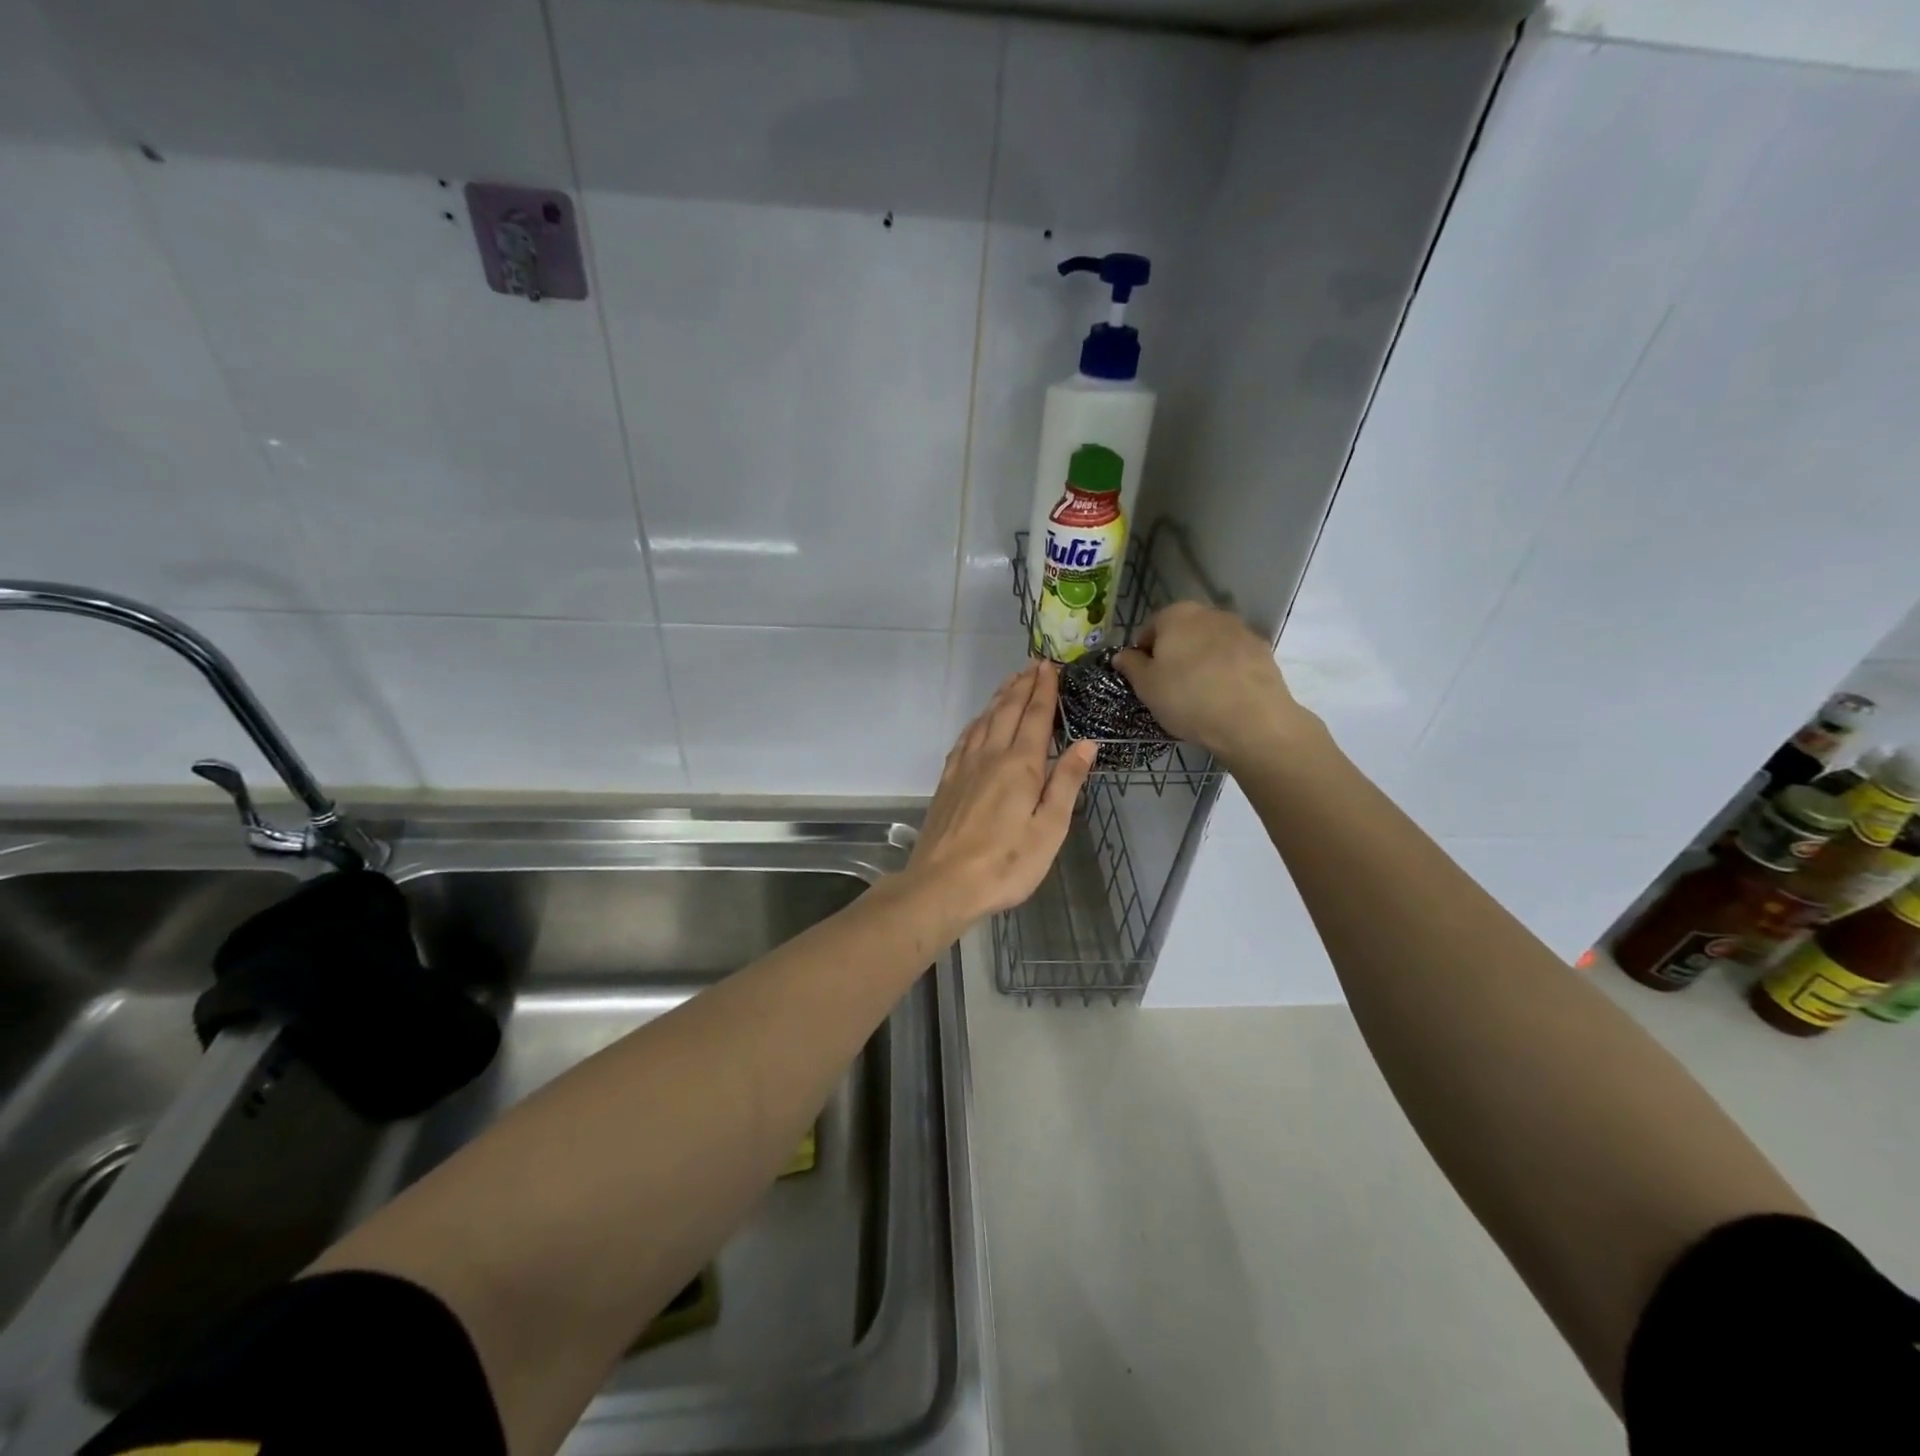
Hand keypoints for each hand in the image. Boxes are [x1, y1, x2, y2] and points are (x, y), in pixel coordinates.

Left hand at [907, 661, 1097, 922]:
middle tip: (1033, 664)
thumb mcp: (1049, 828)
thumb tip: (1086, 743)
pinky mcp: (948, 781)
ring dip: (1000, 698)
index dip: (1044, 690)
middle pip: (1007, 711)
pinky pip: (965, 739)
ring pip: (984, 721)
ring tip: (1011, 682)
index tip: (1051, 666)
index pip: (1035, 717)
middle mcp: (990, 756)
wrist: (943, 883)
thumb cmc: (1006, 863)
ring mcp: (964, 767)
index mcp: (1020, 765)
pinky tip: (979, 722)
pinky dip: (976, 722)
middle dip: (1023, 686)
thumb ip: (1066, 782)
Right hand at [1114, 602, 1316, 767]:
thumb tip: (1122, 655)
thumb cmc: (1187, 698)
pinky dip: (1225, 670)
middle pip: (1182, 632)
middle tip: (1169, 686)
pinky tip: (1223, 696)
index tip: (1144, 678)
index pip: (1150, 629)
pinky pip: (1233, 658)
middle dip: (1174, 654)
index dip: (1143, 654)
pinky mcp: (1262, 650)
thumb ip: (1131, 665)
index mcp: (1176, 615)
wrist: (1251, 720)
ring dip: (1201, 661)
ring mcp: (1240, 629)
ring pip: (1209, 644)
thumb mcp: (1146, 686)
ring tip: (1198, 694)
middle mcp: (1209, 613)